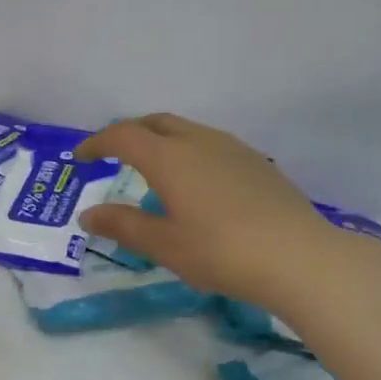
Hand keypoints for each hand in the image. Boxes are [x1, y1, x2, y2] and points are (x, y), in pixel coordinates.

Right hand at [77, 114, 335, 307]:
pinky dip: (188, 151)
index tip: (81, 158)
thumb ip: (123, 225)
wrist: (299, 257)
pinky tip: (196, 183)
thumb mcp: (164, 245)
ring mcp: (232, 148)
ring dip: (161, 140)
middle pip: (155, 122)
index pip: (122, 136)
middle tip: (113, 155)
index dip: (97, 143)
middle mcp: (199, 141)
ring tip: (152, 168)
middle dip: (128, 133)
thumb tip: (88, 214)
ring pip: (186, 130)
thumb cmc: (221, 251)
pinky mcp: (256, 162)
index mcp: (169, 157)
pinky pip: (210, 144)